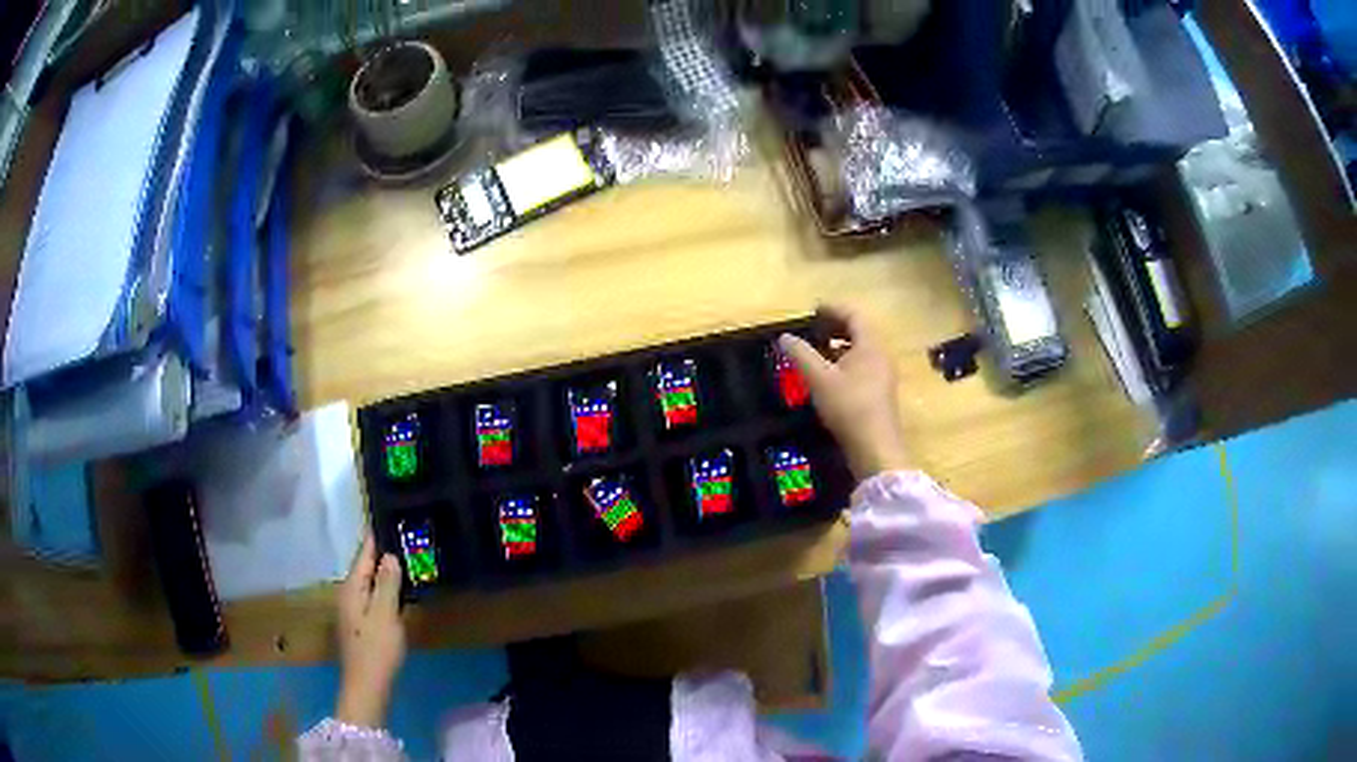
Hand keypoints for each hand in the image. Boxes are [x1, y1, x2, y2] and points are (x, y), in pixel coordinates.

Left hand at [335, 531, 405, 727]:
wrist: (367, 685)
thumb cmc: (376, 648)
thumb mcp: (384, 614)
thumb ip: (387, 583)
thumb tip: (389, 555)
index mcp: (352, 587)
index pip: (363, 553)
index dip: (376, 536)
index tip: (390, 517)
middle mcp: (348, 593)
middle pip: (365, 566)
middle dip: (382, 552)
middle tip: (405, 537)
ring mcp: (353, 609)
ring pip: (369, 582)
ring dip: (385, 571)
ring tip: (406, 558)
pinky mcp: (360, 623)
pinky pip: (372, 596)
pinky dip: (385, 588)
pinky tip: (399, 590)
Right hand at [779, 305, 910, 479]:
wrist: (875, 447)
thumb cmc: (848, 406)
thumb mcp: (819, 378)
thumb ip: (801, 354)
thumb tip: (785, 337)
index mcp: (870, 345)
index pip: (853, 315)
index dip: (833, 308)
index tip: (813, 310)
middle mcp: (881, 355)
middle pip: (860, 330)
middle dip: (836, 326)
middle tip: (814, 328)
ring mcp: (884, 375)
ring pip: (862, 349)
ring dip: (841, 345)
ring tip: (819, 350)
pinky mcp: (881, 392)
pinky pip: (864, 365)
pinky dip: (847, 361)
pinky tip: (831, 376)